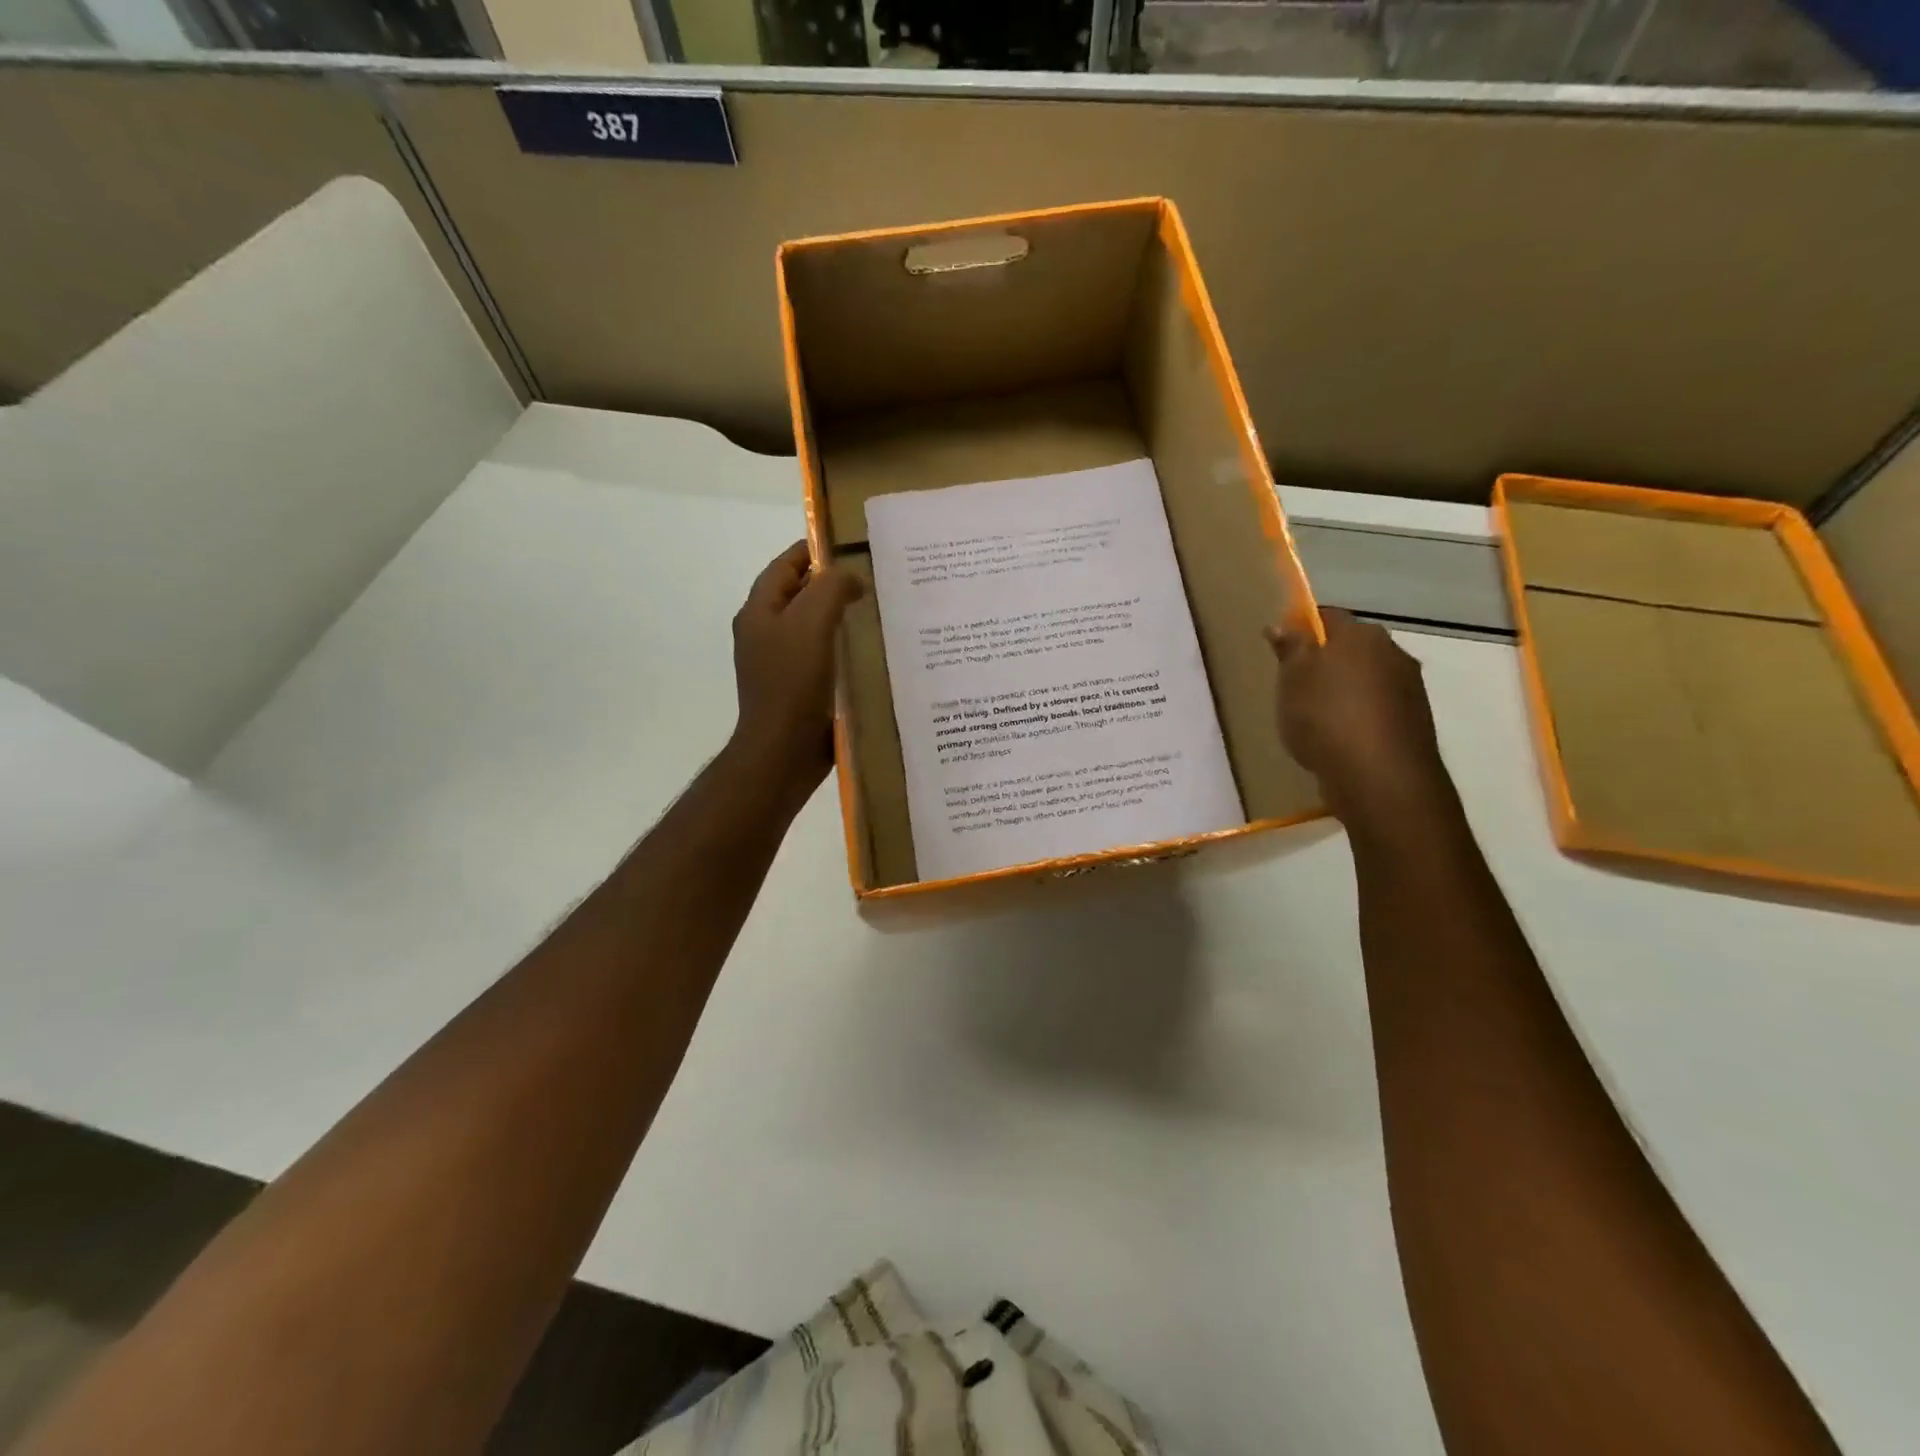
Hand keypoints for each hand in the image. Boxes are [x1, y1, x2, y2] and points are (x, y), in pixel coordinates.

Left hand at [729, 540, 862, 797]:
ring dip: (840, 615)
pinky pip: (822, 655)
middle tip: (873, 576)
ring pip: (813, 626)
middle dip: (832, 583)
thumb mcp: (812, 622)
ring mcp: (781, 663)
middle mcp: (765, 633)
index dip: (813, 550)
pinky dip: (843, 646)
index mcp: (759, 612)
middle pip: (799, 595)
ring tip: (878, 609)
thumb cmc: (792, 682)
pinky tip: (869, 650)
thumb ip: (830, 588)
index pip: (784, 566)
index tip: (850, 543)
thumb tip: (851, 577)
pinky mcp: (799, 689)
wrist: (783, 750)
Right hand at [1267, 608, 1448, 825]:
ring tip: (1318, 717)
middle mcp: (1392, 652)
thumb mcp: (1292, 681)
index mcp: (1360, 634)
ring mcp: (1410, 687)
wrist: (1380, 777)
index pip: (1328, 616)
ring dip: (1346, 689)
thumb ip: (1290, 649)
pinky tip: (1342, 738)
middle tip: (1297, 685)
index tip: (1284, 649)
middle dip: (1327, 660)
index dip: (1303, 628)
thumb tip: (1282, 624)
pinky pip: (1379, 707)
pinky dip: (1361, 715)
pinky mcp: (1415, 721)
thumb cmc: (1326, 718)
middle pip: (1352, 647)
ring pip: (1368, 677)